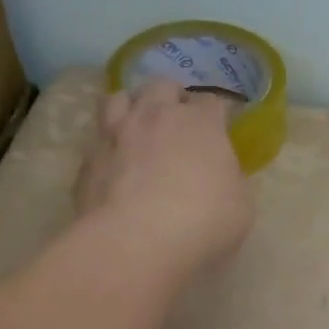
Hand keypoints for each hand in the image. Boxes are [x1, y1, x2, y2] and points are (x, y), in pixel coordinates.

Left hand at [73, 79, 254, 280]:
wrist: (136, 242)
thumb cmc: (203, 221)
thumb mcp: (241, 205)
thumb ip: (231, 181)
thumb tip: (222, 177)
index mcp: (200, 123)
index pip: (211, 101)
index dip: (216, 114)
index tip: (220, 128)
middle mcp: (156, 117)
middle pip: (161, 85)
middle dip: (171, 98)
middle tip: (178, 121)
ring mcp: (116, 135)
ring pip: (117, 99)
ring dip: (131, 108)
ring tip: (138, 129)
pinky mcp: (87, 161)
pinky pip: (97, 141)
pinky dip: (108, 148)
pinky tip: (115, 168)